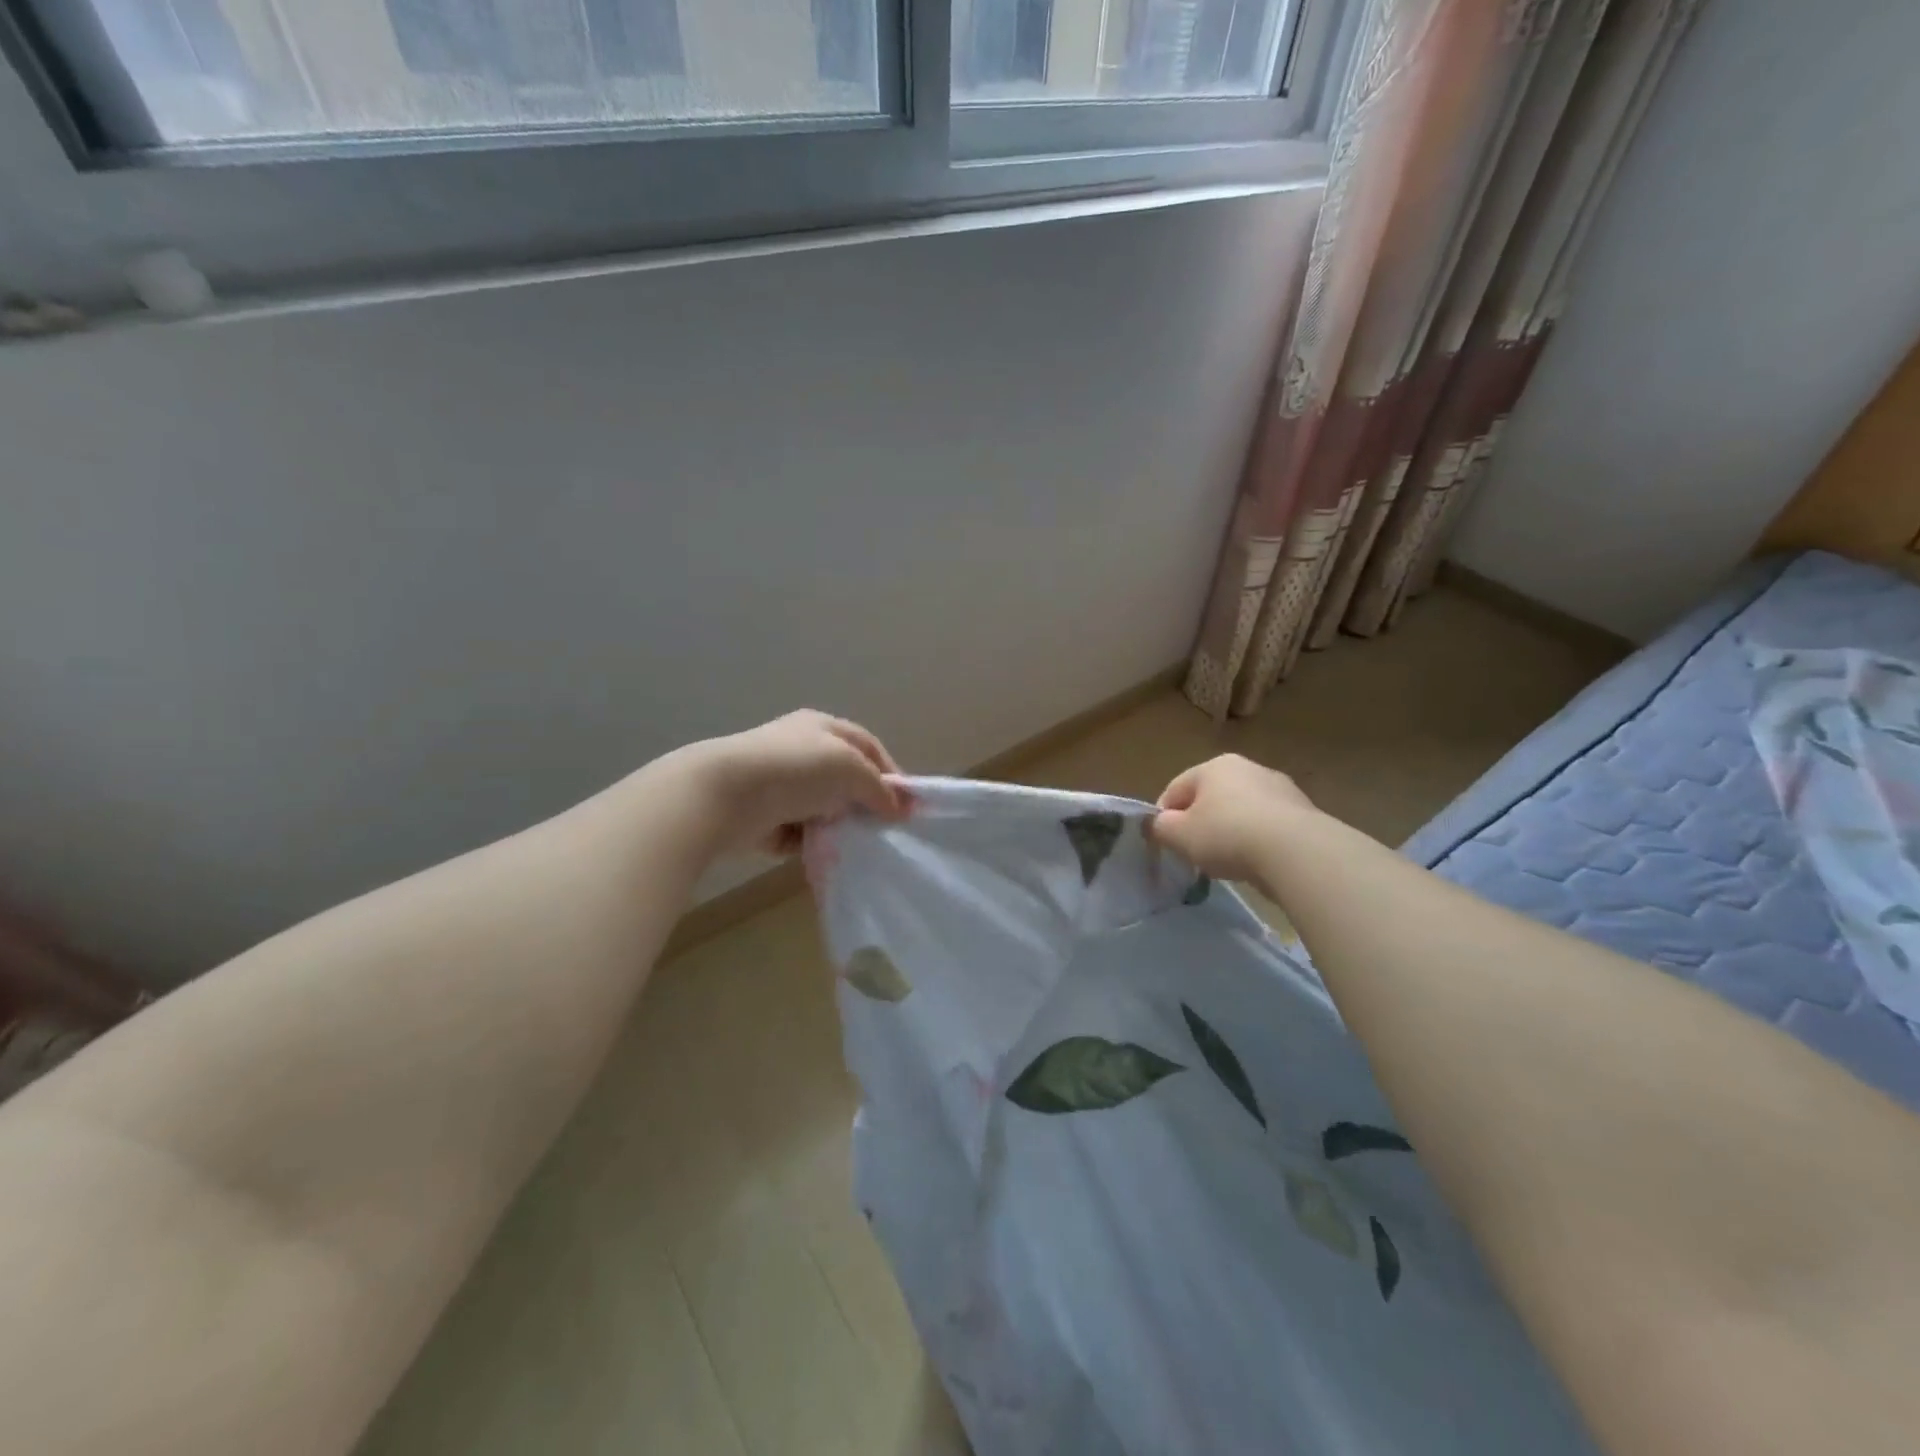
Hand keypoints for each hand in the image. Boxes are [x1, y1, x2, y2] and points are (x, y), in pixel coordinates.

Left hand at [681, 710, 910, 855]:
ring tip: (855, 845)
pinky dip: (812, 843)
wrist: (725, 795)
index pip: (867, 746)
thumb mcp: (850, 769)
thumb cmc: (795, 770)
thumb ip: (880, 788)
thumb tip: (900, 808)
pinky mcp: (764, 817)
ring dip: (839, 825)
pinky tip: (823, 854)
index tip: (907, 805)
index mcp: (821, 727)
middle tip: (884, 828)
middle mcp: (800, 751)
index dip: (890, 773)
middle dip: (864, 802)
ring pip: (823, 807)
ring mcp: (780, 784)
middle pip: (845, 778)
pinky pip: (799, 833)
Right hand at [1149, 754, 1316, 882]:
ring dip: (1231, 831)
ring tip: (1228, 862)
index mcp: (1214, 766)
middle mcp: (1248, 768)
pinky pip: (1268, 826)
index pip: (1176, 789)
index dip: (1164, 817)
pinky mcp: (1304, 812)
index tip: (1164, 843)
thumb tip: (1160, 824)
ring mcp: (1280, 788)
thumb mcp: (1179, 835)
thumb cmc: (1227, 835)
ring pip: (1242, 811)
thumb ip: (1161, 827)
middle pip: (1211, 798)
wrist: (1296, 852)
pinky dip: (1258, 841)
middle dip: (1200, 823)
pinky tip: (1257, 863)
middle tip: (1194, 853)